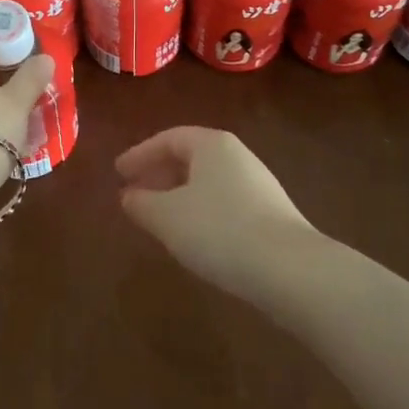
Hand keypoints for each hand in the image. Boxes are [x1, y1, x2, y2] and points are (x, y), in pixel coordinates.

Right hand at [113, 127, 318, 294]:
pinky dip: (201, 211)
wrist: (290, 270)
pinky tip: (194, 237)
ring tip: (159, 217)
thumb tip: (128, 196)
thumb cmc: (220, 230)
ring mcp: (258, 184)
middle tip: (135, 193)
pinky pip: (224, 202)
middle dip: (159, 174)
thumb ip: (142, 203)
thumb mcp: (167, 217)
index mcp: (211, 144)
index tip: (118, 173)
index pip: (168, 139)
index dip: (140, 154)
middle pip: (190, 157)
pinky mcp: (270, 214)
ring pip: (207, 182)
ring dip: (179, 195)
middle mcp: (237, 156)